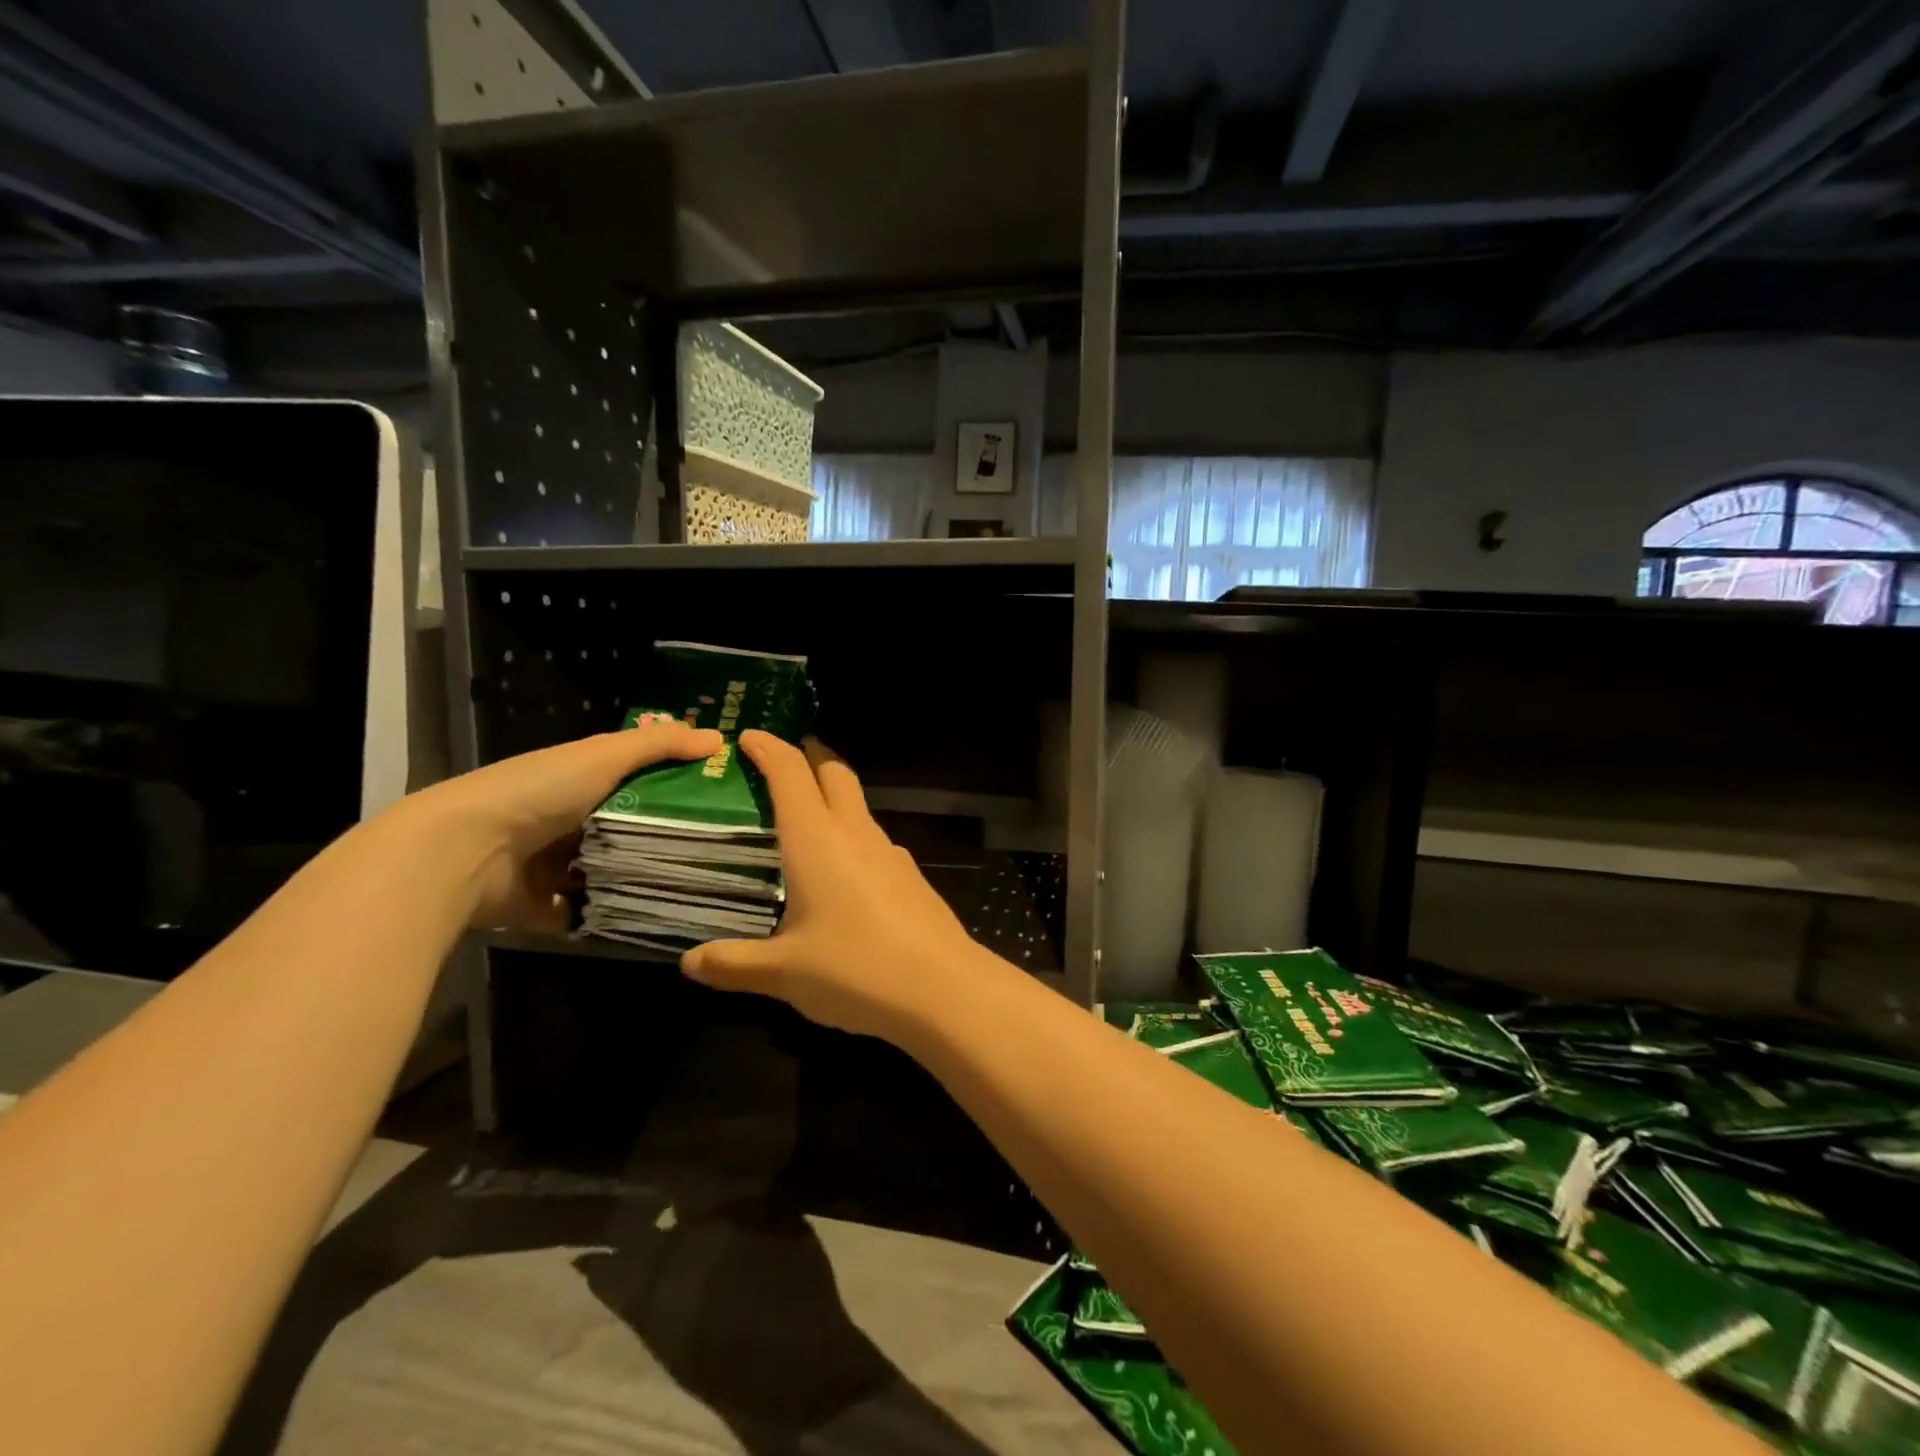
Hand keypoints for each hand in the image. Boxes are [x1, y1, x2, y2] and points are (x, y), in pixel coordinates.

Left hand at [398, 719, 721, 931]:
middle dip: (665, 836)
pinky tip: (658, 915)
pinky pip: (591, 911)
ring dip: (642, 878)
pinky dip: (614, 914)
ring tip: (697, 885)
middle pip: (626, 827)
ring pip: (611, 871)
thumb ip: (660, 745)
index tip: (717, 795)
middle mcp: (565, 820)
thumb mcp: (604, 756)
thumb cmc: (538, 791)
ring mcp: (553, 866)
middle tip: (718, 847)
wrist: (463, 853)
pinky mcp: (545, 908)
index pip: (635, 779)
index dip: (674, 783)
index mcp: (576, 779)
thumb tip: (720, 738)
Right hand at [682, 731, 987, 1040]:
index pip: (790, 773)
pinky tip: (843, 875)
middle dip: (809, 757)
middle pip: (835, 773)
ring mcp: (890, 852)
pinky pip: (874, 841)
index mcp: (816, 840)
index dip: (769, 748)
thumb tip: (689, 963)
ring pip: (858, 806)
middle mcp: (855, 833)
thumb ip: (734, 964)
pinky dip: (853, 838)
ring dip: (832, 799)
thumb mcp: (783, 972)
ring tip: (804, 825)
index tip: (748, 737)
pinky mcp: (911, 876)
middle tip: (781, 764)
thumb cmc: (854, 970)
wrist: (942, 989)